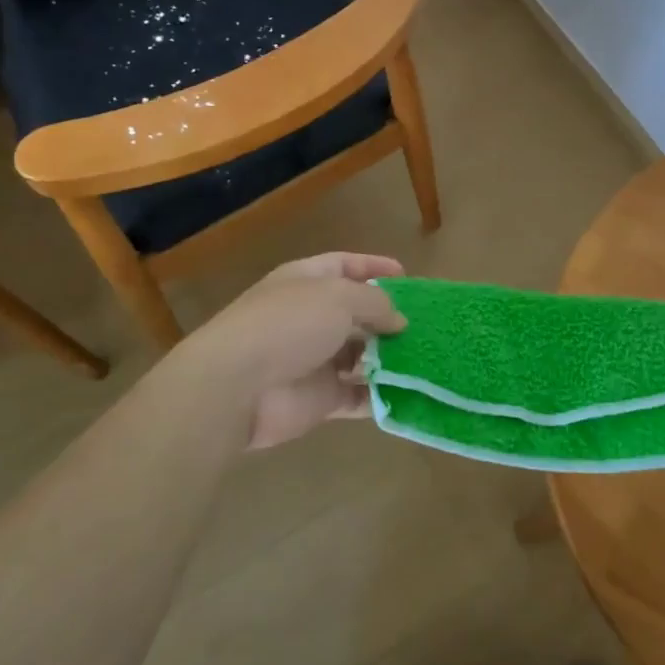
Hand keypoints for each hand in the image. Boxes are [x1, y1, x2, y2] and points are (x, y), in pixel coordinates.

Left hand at [167, 252, 407, 449]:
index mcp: (306, 282)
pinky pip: (357, 396)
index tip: (406, 276)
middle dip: (388, 318)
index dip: (374, 267)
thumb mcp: (339, 297)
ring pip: (361, 356)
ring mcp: (315, 360)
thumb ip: (376, 304)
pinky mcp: (320, 399)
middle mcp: (310, 317)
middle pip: (356, 313)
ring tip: (427, 357)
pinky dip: (381, 395)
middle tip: (426, 324)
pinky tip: (411, 392)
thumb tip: (398, 321)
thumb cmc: (289, 325)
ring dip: (389, 357)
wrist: (237, 387)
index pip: (345, 266)